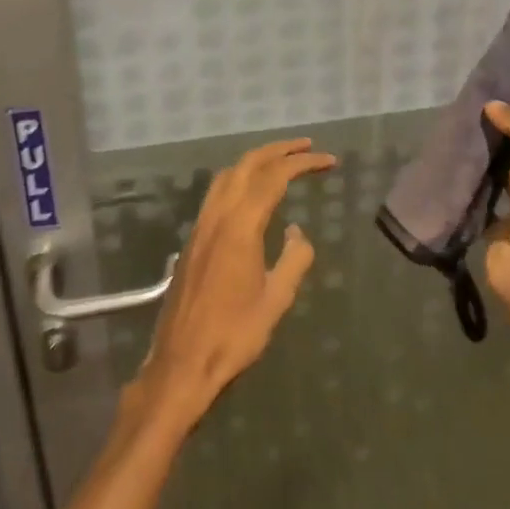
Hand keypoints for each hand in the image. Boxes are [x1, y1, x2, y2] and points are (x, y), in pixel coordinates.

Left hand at [127, 138, 333, 432]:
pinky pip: (217, 193)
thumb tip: (297, 233)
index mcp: (240, 226)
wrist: (182, 362)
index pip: (274, 178)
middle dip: (278, 150)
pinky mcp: (193, 240)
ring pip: (227, 175)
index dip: (302, 163)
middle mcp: (217, 216)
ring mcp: (201, 226)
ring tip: (281, 161)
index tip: (328, 160)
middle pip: (247, 165)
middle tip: (306, 146)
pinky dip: (239, 179)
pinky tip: (251, 193)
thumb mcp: (276, 300)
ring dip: (255, 161)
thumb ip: (293, 260)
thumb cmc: (234, 335)